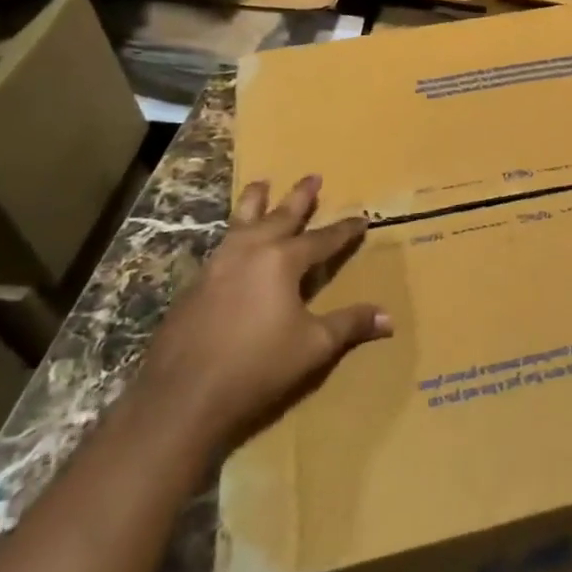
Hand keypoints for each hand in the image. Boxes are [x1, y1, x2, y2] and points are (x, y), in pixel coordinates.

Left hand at [134, 175, 390, 452]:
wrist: (182, 396)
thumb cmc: (257, 366)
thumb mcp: (314, 346)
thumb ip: (350, 325)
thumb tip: (389, 318)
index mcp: (282, 261)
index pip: (322, 239)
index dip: (344, 229)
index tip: (361, 217)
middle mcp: (249, 252)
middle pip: (279, 216)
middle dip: (299, 197)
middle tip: (313, 176)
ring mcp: (217, 265)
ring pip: (241, 222)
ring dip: (255, 201)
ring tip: (261, 183)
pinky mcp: (195, 285)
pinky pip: (222, 246)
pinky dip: (235, 233)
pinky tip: (235, 242)